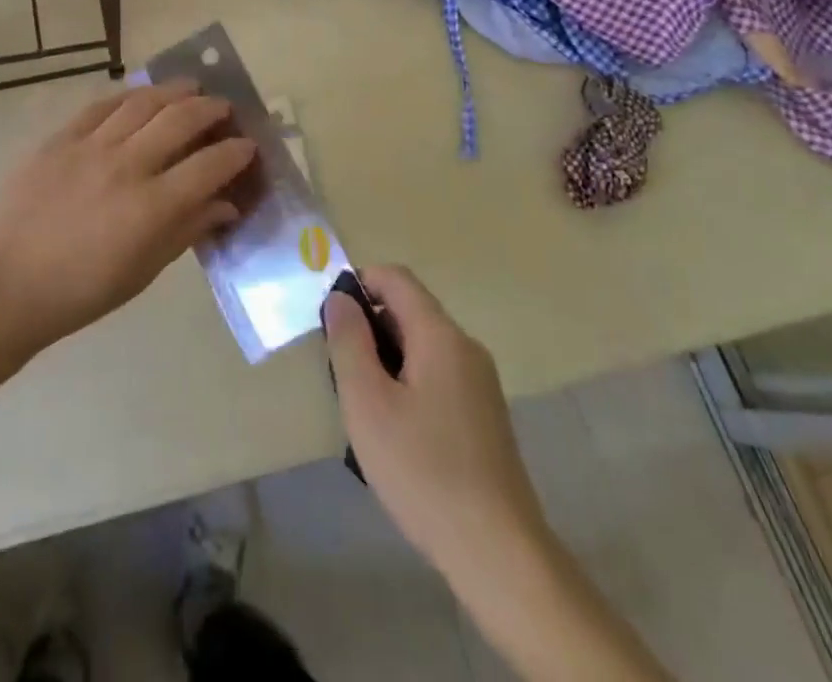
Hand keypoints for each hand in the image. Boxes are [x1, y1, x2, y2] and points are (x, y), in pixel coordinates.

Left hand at [0, 81, 256, 352]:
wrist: (7, 284)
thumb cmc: (82, 291)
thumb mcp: (144, 271)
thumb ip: (188, 229)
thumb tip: (226, 204)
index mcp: (151, 206)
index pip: (210, 165)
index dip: (236, 152)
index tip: (248, 146)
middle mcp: (126, 166)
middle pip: (182, 119)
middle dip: (212, 109)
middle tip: (224, 109)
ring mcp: (90, 146)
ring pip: (143, 102)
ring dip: (174, 91)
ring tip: (191, 87)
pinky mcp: (60, 138)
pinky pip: (101, 105)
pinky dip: (128, 96)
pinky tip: (140, 95)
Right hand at [322, 266, 547, 585]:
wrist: (499, 554)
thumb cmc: (424, 471)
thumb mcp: (368, 404)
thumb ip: (349, 342)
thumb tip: (340, 299)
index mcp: (441, 335)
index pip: (396, 278)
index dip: (359, 284)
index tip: (331, 321)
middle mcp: (466, 347)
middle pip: (409, 311)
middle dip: (370, 328)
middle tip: (341, 373)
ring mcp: (480, 382)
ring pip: (422, 346)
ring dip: (386, 360)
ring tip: (364, 409)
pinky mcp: (485, 415)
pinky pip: (438, 375)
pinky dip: (408, 384)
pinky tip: (397, 434)